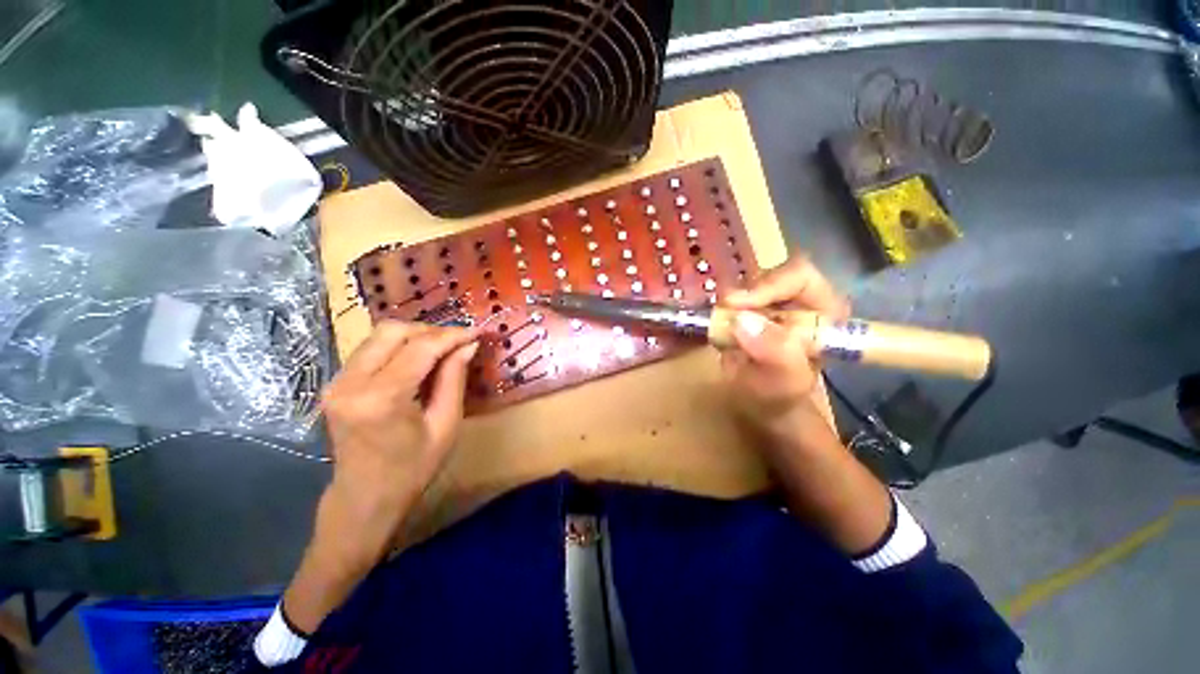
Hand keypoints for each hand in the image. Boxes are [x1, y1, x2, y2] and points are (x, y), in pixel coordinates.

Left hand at [283, 322, 479, 634]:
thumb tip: (468, 345)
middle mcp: (350, 384)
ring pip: (379, 335)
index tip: (477, 332)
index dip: (452, 335)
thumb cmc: (412, 469)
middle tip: (458, 342)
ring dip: (415, 336)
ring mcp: (337, 382)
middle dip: (431, 331)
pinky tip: (419, 359)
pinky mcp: (334, 384)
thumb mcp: (445, 425)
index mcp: (381, 399)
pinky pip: (370, 349)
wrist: (364, 498)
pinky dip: (399, 346)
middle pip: (392, 331)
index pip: (420, 348)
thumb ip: (454, 379)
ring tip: (443, 349)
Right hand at [720, 255, 850, 451]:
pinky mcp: (751, 309)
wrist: (763, 404)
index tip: (736, 304)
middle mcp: (801, 299)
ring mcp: (773, 302)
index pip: (799, 276)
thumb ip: (774, 353)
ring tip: (720, 324)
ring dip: (730, 302)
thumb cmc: (781, 397)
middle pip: (769, 275)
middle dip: (744, 293)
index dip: (767, 285)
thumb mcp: (784, 382)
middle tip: (722, 312)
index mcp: (825, 311)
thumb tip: (742, 320)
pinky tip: (718, 324)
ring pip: (748, 283)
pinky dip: (721, 308)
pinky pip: (732, 298)